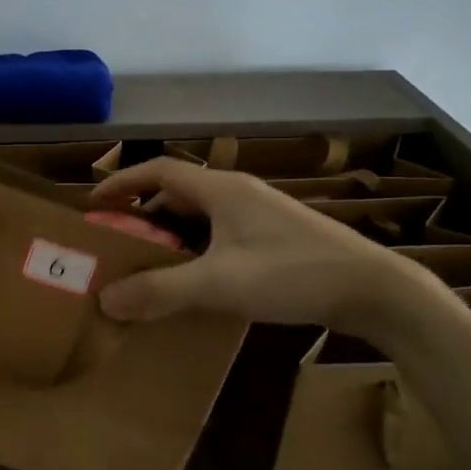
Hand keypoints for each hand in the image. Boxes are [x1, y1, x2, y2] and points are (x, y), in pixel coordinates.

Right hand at [88, 157, 424, 332]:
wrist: (376, 290)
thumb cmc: (292, 273)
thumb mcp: (219, 283)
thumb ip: (160, 290)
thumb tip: (105, 299)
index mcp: (222, 189)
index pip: (160, 170)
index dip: (124, 180)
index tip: (94, 202)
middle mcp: (239, 193)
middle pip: (178, 192)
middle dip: (143, 213)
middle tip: (117, 241)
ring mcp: (261, 215)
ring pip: (201, 215)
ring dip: (171, 233)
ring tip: (148, 263)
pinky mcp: (276, 238)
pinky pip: (221, 233)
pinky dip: (197, 248)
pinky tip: (195, 279)